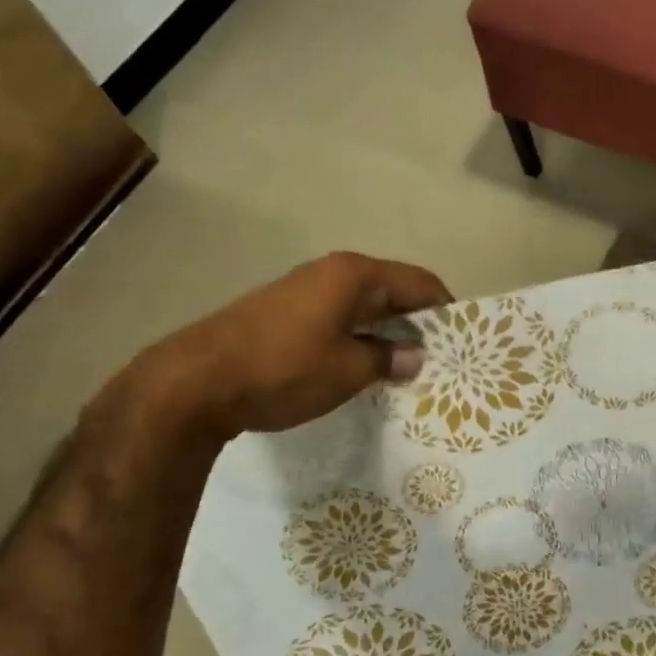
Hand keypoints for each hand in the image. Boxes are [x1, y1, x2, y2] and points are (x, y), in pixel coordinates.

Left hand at [130, 252, 450, 440]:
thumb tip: (415, 357)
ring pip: (364, 306)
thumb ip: (389, 360)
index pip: (420, 282)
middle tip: (439, 357)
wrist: (193, 383)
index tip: (462, 341)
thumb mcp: (349, 370)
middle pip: (392, 290)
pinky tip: (363, 366)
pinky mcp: (283, 313)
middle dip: (417, 322)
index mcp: (355, 275)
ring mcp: (304, 290)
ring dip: (387, 332)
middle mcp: (331, 272)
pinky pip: (338, 318)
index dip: (445, 309)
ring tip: (405, 367)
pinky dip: (358, 337)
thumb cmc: (285, 369)